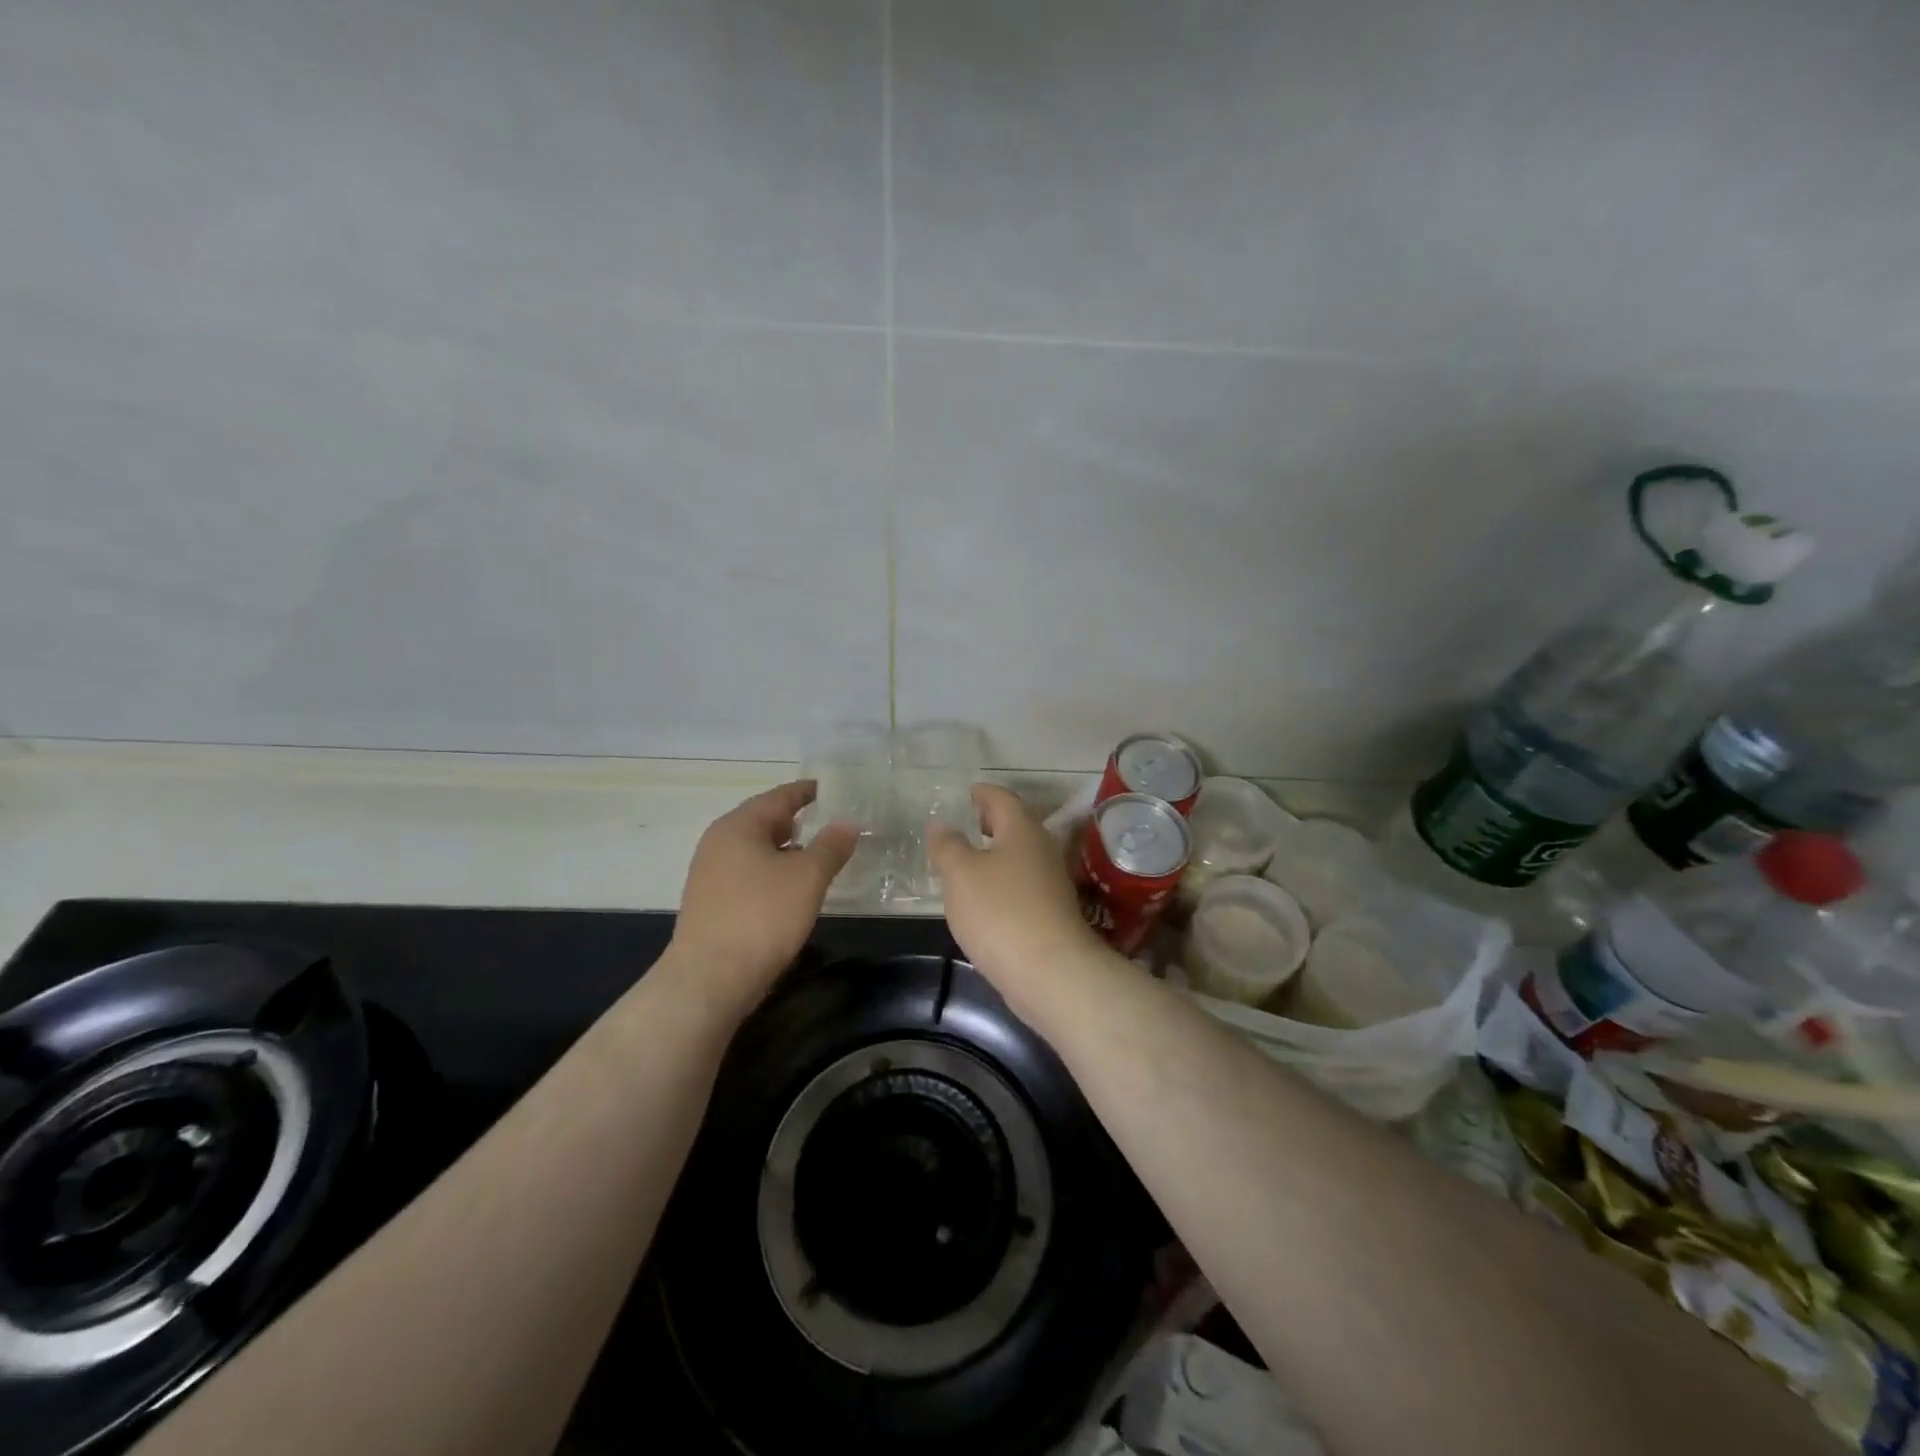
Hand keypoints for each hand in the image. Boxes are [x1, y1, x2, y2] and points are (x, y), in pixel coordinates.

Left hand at [669, 781, 857, 1014]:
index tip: (829, 789)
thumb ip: (831, 846)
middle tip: (829, 822)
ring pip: (755, 850)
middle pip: (763, 821)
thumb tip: (848, 822)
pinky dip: (771, 873)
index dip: (806, 792)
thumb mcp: (808, 877)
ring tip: (816, 857)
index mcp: (739, 826)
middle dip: (796, 821)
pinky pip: (747, 874)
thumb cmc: (762, 916)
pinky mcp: (710, 903)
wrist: (709, 979)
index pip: (779, 797)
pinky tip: (791, 891)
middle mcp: (719, 842)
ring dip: (785, 850)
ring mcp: (710, 874)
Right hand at [928, 785, 1102, 995]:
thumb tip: (941, 824)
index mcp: (1022, 829)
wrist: (1050, 972)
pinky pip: (1022, 884)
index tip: (967, 793)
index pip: (1002, 798)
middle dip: (992, 822)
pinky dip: (1003, 881)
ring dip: (997, 854)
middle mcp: (1042, 849)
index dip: (983, 793)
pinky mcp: (1051, 913)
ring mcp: (1050, 883)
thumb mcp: (960, 874)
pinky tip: (985, 899)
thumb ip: (948, 846)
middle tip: (966, 822)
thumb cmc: (1000, 912)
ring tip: (968, 861)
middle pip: (1016, 825)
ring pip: (1020, 857)